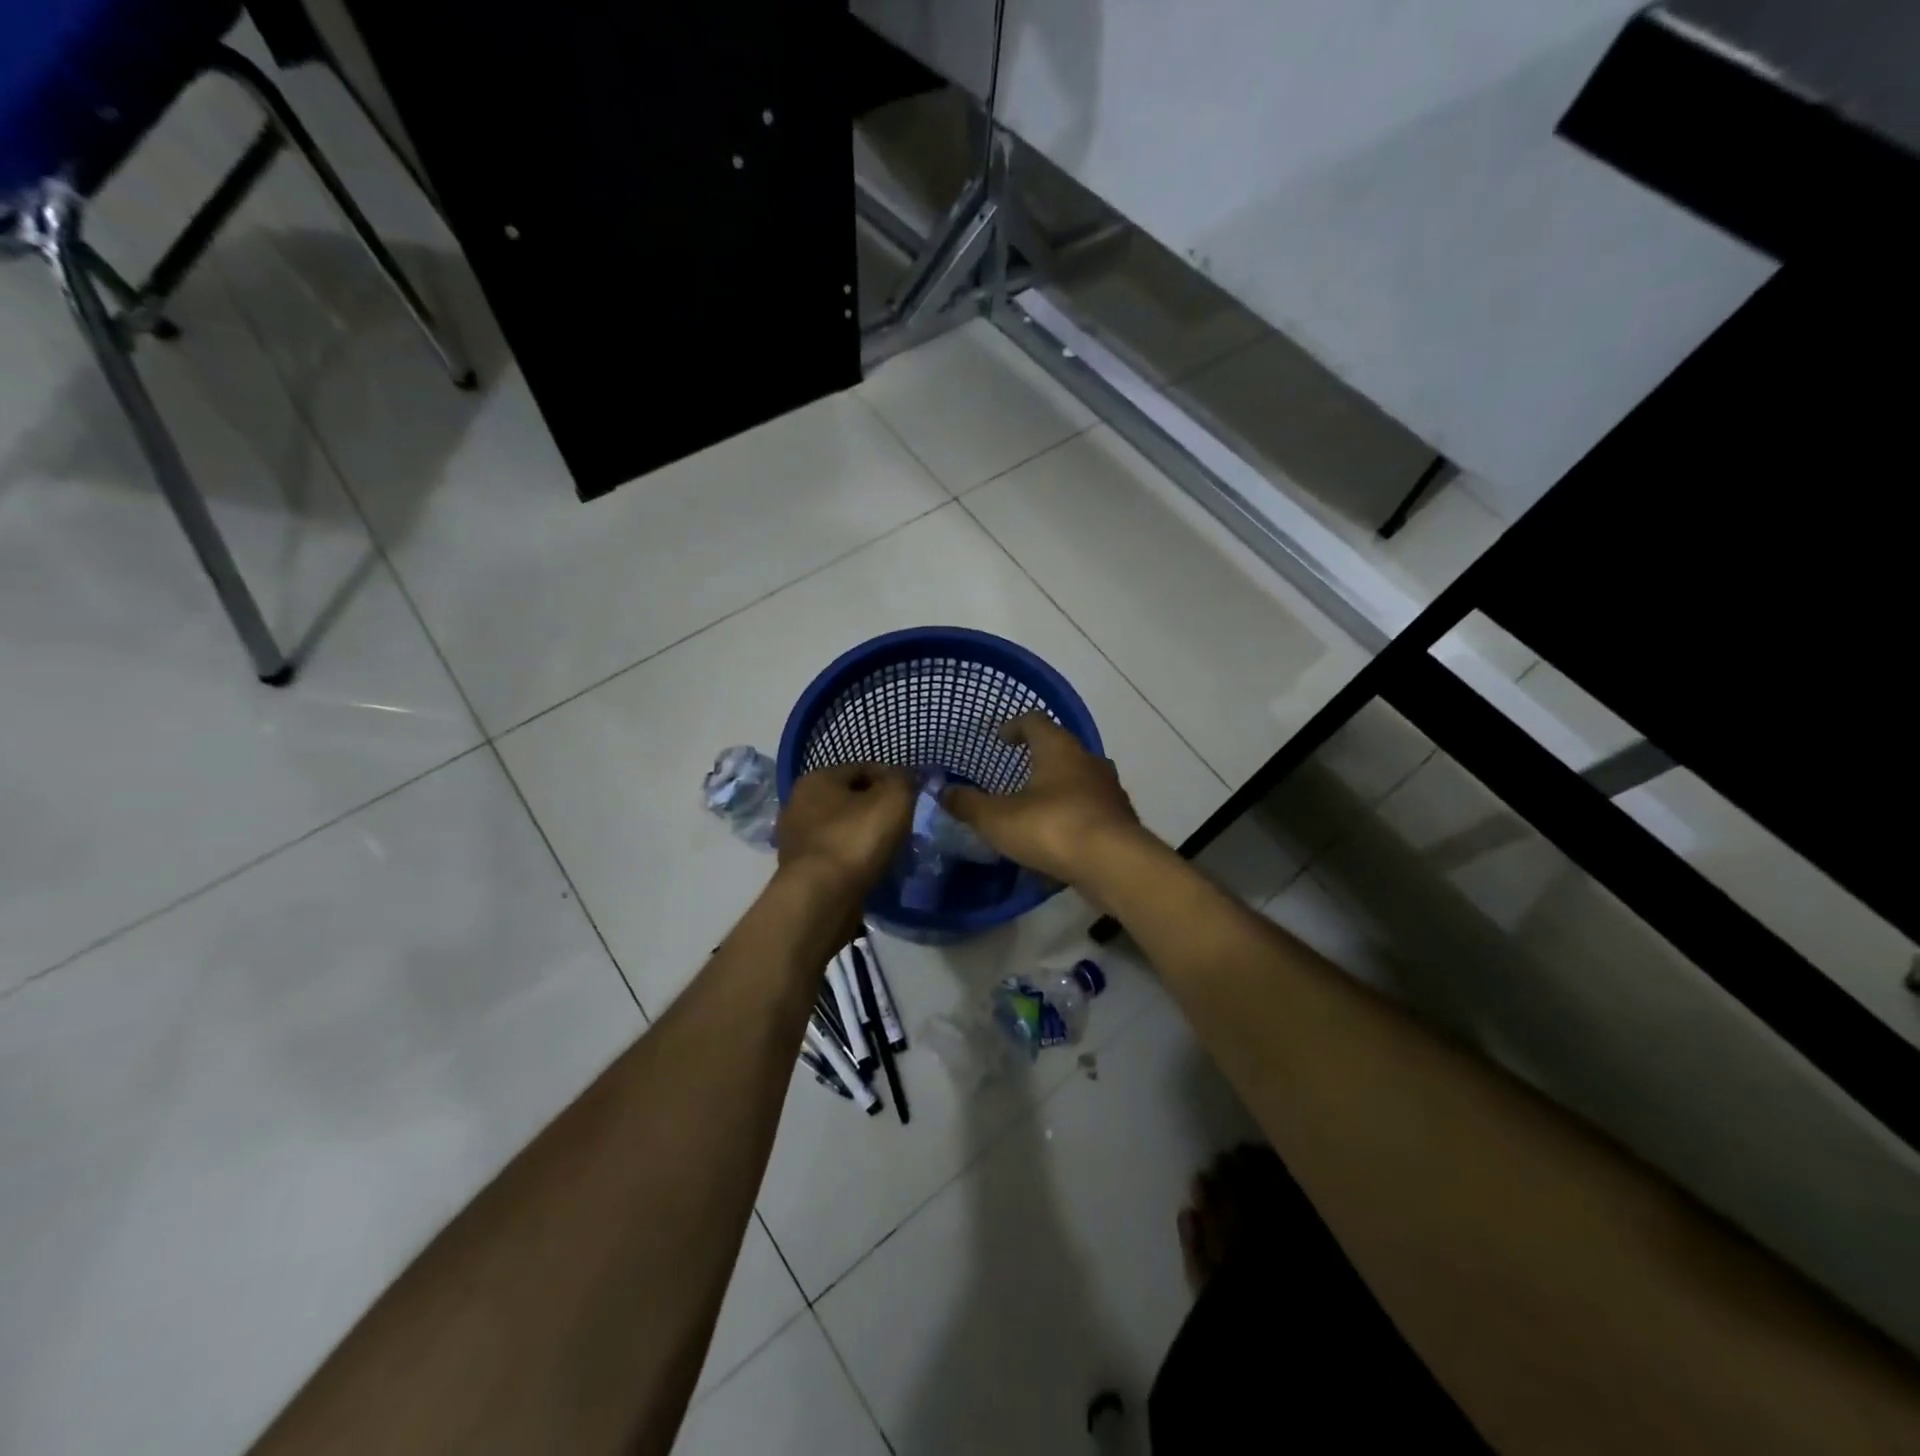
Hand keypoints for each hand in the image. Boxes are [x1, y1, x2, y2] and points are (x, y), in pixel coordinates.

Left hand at [776, 763, 914, 896]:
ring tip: (891, 850)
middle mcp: (799, 804)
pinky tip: (870, 869)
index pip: (863, 768)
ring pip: (842, 829)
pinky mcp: (799, 871)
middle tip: (903, 825)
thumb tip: (903, 777)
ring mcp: (795, 839)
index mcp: (817, 778)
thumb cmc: (856, 839)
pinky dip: (853, 859)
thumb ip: (902, 780)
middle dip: (876, 809)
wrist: (820, 898)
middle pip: (849, 799)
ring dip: (864, 836)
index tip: (912, 798)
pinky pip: (835, 856)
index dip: (891, 779)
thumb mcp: (893, 799)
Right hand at [941, 714, 1145, 885]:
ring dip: (1058, 790)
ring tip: (1035, 810)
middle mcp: (1089, 761)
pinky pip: (1091, 811)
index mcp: (1059, 749)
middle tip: (1015, 775)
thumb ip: (968, 804)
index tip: (999, 738)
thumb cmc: (1052, 828)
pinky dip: (1073, 818)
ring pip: (1079, 781)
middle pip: (1061, 750)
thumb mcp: (997, 819)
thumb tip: (943, 791)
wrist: (1115, 865)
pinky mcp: (1121, 821)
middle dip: (1038, 760)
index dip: (1014, 726)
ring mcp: (1109, 791)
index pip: (1035, 721)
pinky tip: (1058, 841)